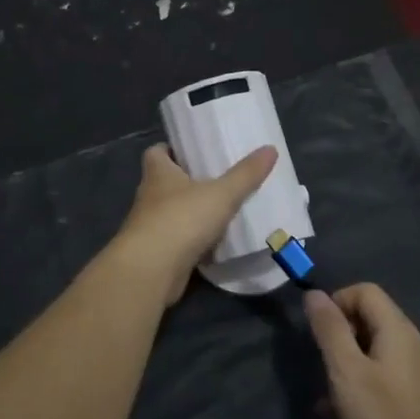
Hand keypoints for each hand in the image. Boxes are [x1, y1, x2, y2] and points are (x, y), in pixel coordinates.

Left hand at [110, 143, 276, 302]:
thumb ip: (245, 174)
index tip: (193, 151)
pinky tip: (215, 242)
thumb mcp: (221, 193)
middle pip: (165, 182)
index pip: (156, 152)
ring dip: (190, 212)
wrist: (152, 270)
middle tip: (217, 178)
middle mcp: (149, 196)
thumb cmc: (181, 219)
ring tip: (221, 209)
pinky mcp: (157, 252)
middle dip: (187, 180)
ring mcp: (150, 226)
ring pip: (172, 212)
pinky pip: (177, 240)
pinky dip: (193, 240)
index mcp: (157, 173)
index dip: (172, 149)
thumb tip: (270, 148)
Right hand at [305, 284, 419, 418]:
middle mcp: (412, 344)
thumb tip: (315, 294)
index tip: (318, 333)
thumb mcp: (347, 371)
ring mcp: (418, 373)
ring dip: (346, 365)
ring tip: (326, 396)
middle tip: (322, 366)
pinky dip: (360, 386)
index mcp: (398, 329)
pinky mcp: (418, 399)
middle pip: (370, 320)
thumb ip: (330, 330)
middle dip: (339, 336)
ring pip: (373, 352)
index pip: (365, 291)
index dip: (336, 302)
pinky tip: (341, 416)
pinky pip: (382, 377)